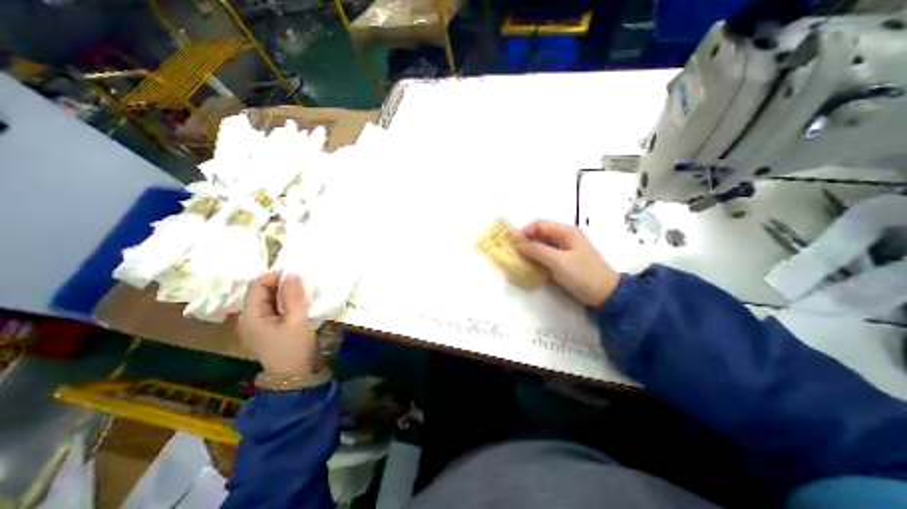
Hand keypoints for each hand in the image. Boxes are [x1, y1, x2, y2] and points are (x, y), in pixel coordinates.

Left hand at [238, 272, 316, 375]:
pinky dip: (285, 302)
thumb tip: (292, 272)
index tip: (297, 274)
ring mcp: (257, 324)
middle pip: (261, 291)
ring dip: (285, 292)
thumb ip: (294, 296)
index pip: (257, 285)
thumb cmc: (294, 347)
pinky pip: (273, 308)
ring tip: (304, 291)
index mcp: (251, 315)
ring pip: (268, 299)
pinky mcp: (266, 329)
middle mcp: (248, 318)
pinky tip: (299, 304)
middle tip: (303, 282)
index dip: (275, 276)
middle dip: (281, 283)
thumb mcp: (298, 320)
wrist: (293, 376)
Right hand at [522, 218, 619, 306]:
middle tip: (512, 253)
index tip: (513, 243)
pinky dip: (537, 261)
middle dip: (526, 243)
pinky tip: (529, 268)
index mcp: (566, 233)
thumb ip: (537, 251)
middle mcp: (564, 239)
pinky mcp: (563, 264)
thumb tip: (519, 245)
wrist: (605, 295)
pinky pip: (546, 258)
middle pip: (540, 236)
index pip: (540, 225)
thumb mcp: (558, 261)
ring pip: (542, 248)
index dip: (525, 231)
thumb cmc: (582, 274)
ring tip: (518, 261)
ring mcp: (564, 252)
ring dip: (530, 253)